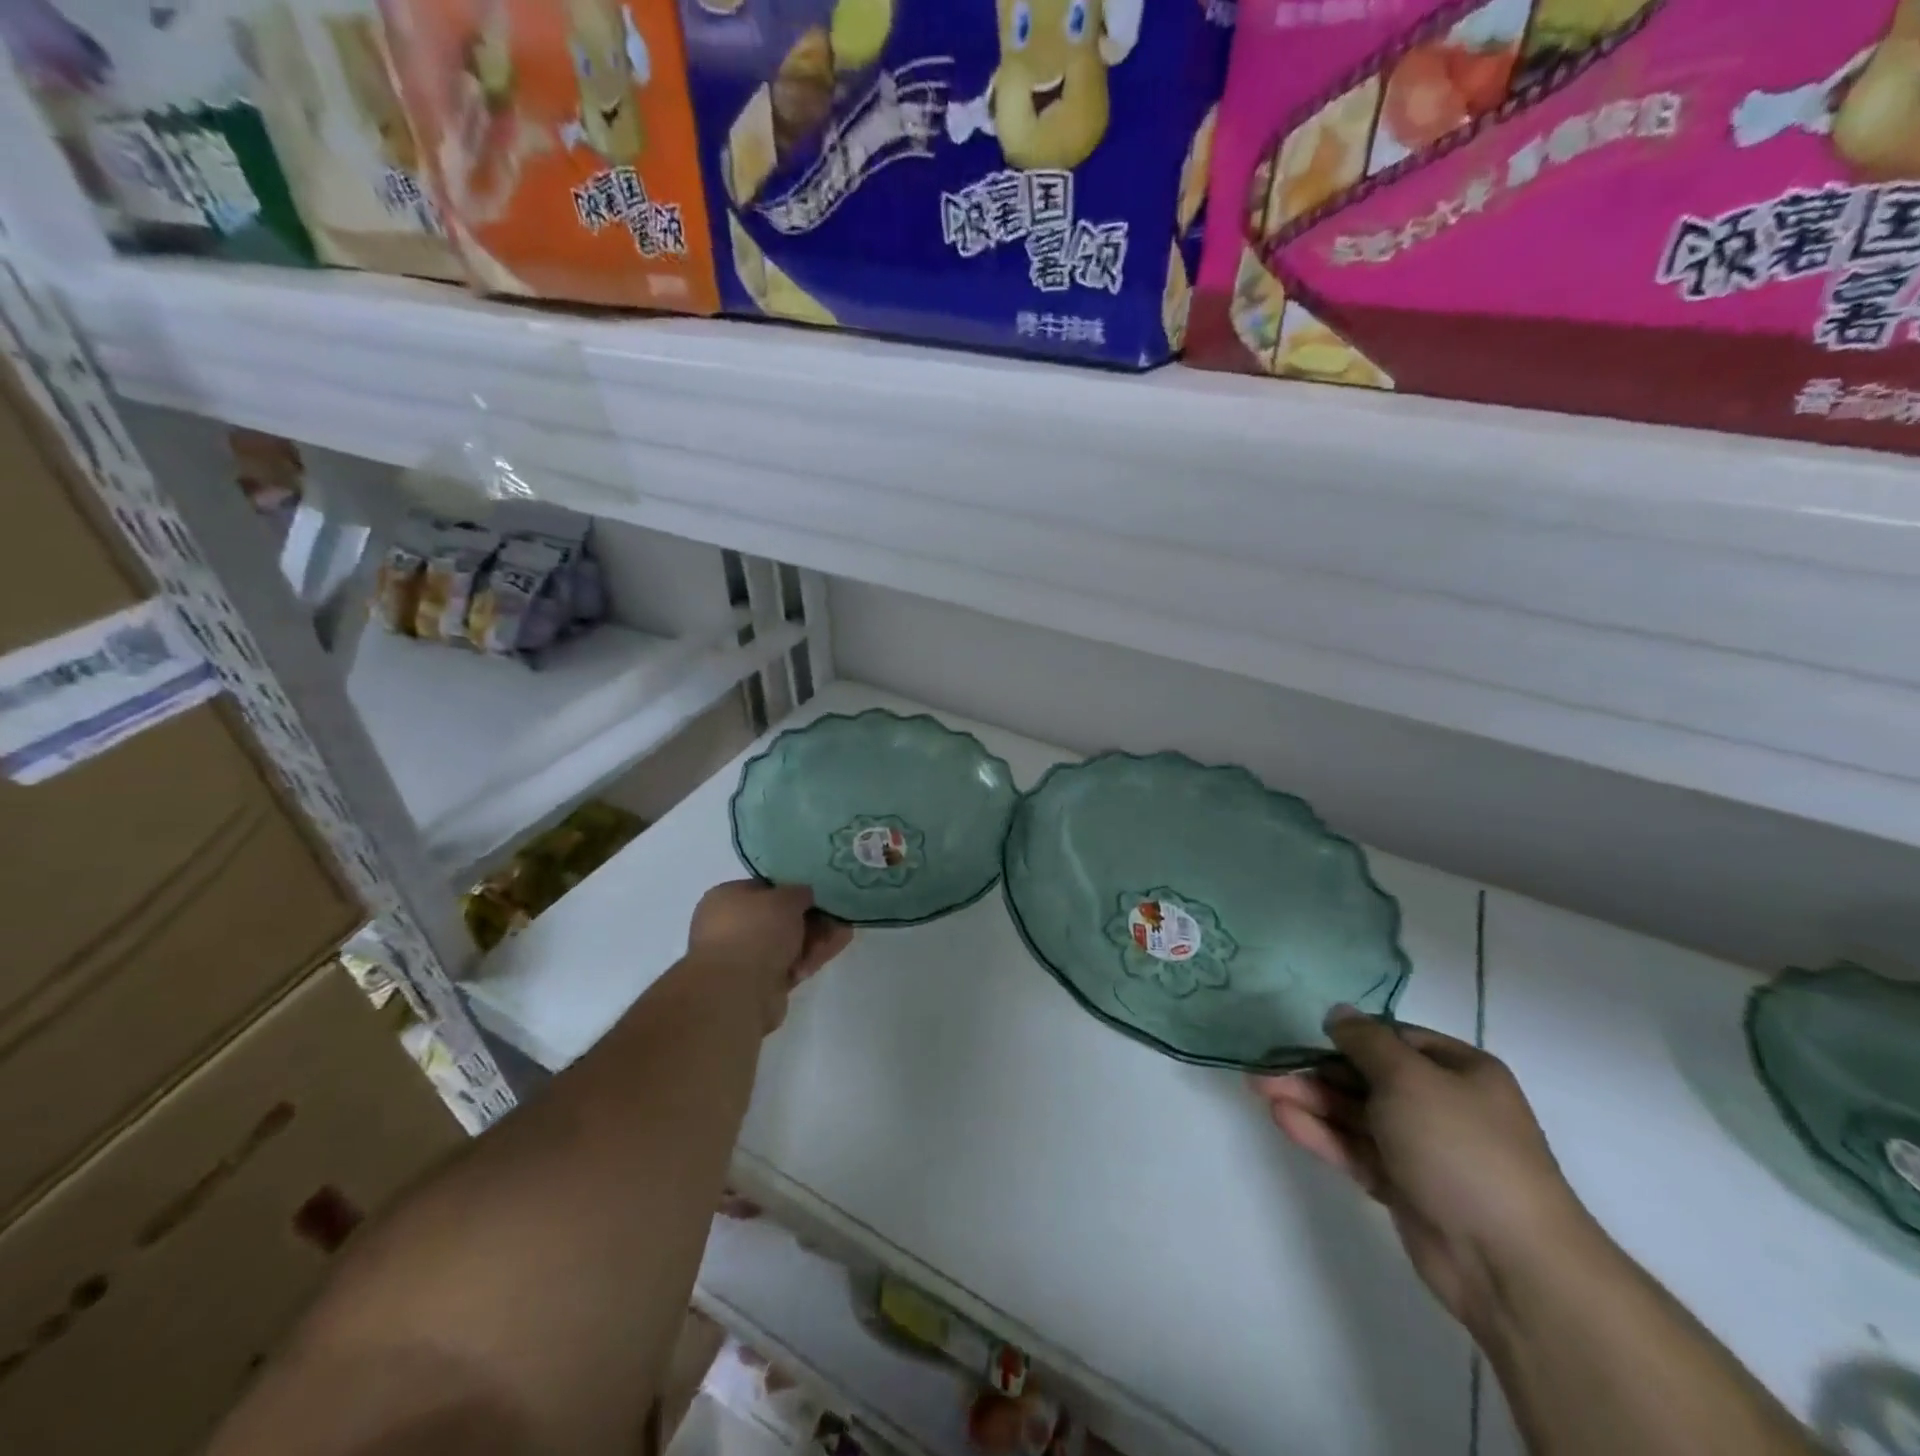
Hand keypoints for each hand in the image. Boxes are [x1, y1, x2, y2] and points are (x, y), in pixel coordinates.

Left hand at [688, 881, 852, 1029]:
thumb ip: (800, 892)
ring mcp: (745, 957)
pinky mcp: (760, 984)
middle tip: (837, 917)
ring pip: (789, 943)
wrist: (738, 991)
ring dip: (816, 940)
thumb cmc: (757, 930)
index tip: (821, 892)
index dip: (795, 889)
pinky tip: (826, 956)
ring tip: (840, 937)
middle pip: (782, 918)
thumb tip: (806, 896)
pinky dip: (808, 960)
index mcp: (727, 898)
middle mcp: (731, 926)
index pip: (766, 888)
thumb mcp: (786, 897)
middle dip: (813, 918)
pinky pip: (791, 965)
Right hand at [1253, 1007, 1595, 1335]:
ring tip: (1259, 1088)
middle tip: (1265, 1065)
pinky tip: (1283, 1119)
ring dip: (1309, 1100)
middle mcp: (1442, 1105)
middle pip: (1366, 1077)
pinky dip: (1321, 1134)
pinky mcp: (1403, 1187)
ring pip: (1354, 1114)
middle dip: (1316, 1070)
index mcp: (1459, 1071)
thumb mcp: (1409, 1077)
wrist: (1508, 1262)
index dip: (1348, 1035)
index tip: (1304, 1033)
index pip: (1394, 1039)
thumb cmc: (1461, 1147)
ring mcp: (1422, 1149)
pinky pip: (1355, 1150)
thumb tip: (1338, 1013)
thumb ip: (1365, 1042)